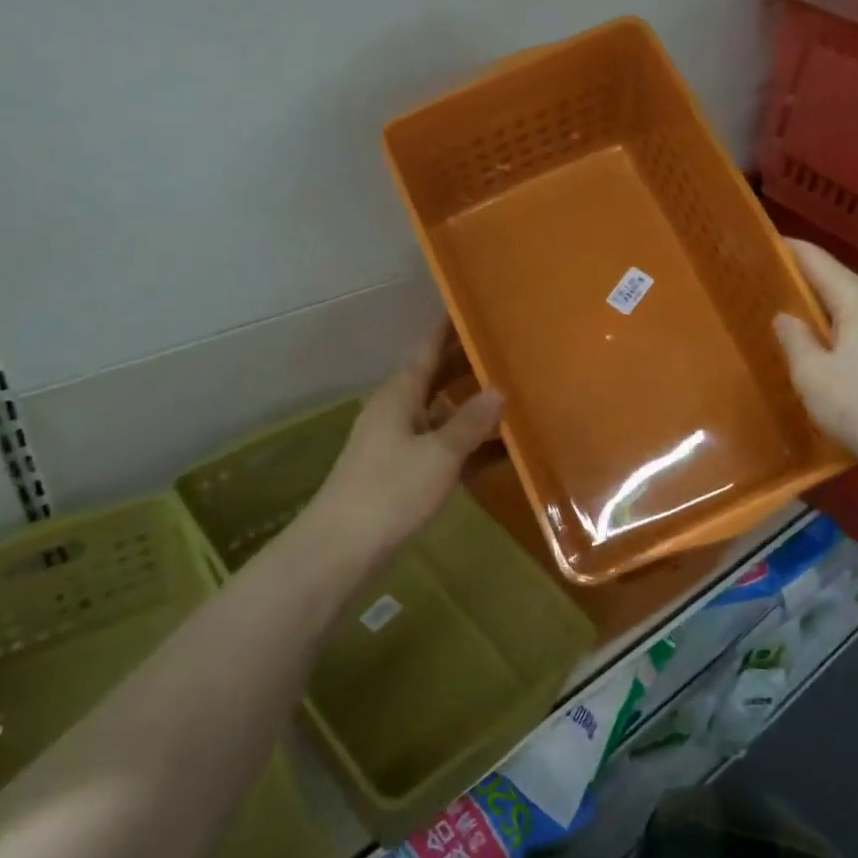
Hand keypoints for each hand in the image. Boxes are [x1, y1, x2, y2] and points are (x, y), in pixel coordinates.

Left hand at [310, 323, 504, 565]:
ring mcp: (400, 445)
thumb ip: (471, 422)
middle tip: (508, 349)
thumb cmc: (390, 491)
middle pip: (436, 379)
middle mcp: (398, 411)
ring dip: (472, 408)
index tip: (475, 306)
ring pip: (442, 415)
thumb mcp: (439, 454)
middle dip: (468, 365)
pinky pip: (444, 449)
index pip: (428, 349)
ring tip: (514, 394)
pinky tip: (501, 451)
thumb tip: (499, 390)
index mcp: (399, 394)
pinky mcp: (405, 476)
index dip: (449, 328)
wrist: (342, 550)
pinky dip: (469, 447)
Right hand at [773, 237, 857, 496]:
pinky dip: (850, 335)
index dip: (791, 251)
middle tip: (775, 288)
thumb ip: (794, 339)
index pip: (819, 261)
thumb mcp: (811, 375)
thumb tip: (786, 316)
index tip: (767, 243)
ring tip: (803, 325)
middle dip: (809, 284)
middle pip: (842, 284)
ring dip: (831, 313)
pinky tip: (838, 357)